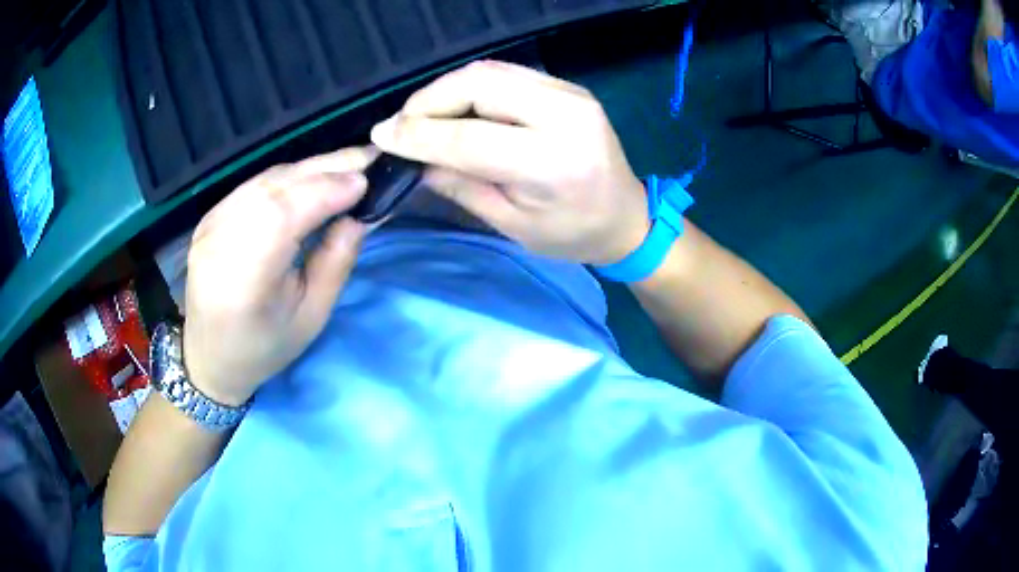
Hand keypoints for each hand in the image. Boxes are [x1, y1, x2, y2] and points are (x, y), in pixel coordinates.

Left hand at [182, 148, 375, 405]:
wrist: (210, 356)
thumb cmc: (264, 347)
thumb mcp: (311, 316)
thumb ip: (336, 261)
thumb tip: (360, 214)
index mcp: (243, 280)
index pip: (284, 214)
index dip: (327, 190)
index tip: (367, 181)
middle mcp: (219, 242)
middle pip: (274, 188)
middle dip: (325, 169)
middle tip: (367, 158)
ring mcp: (210, 225)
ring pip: (264, 180)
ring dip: (309, 168)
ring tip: (346, 166)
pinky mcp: (209, 217)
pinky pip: (253, 185)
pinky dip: (288, 177)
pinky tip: (311, 179)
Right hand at [370, 61, 648, 265]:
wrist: (627, 216)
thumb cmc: (571, 234)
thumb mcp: (512, 224)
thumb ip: (460, 185)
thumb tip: (412, 158)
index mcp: (552, 163)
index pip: (470, 137)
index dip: (418, 134)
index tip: (381, 136)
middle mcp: (565, 116)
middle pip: (478, 85)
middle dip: (427, 101)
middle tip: (400, 125)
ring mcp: (570, 93)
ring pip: (489, 71)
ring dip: (445, 90)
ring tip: (421, 116)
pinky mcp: (568, 86)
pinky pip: (506, 73)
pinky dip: (470, 86)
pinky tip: (455, 107)